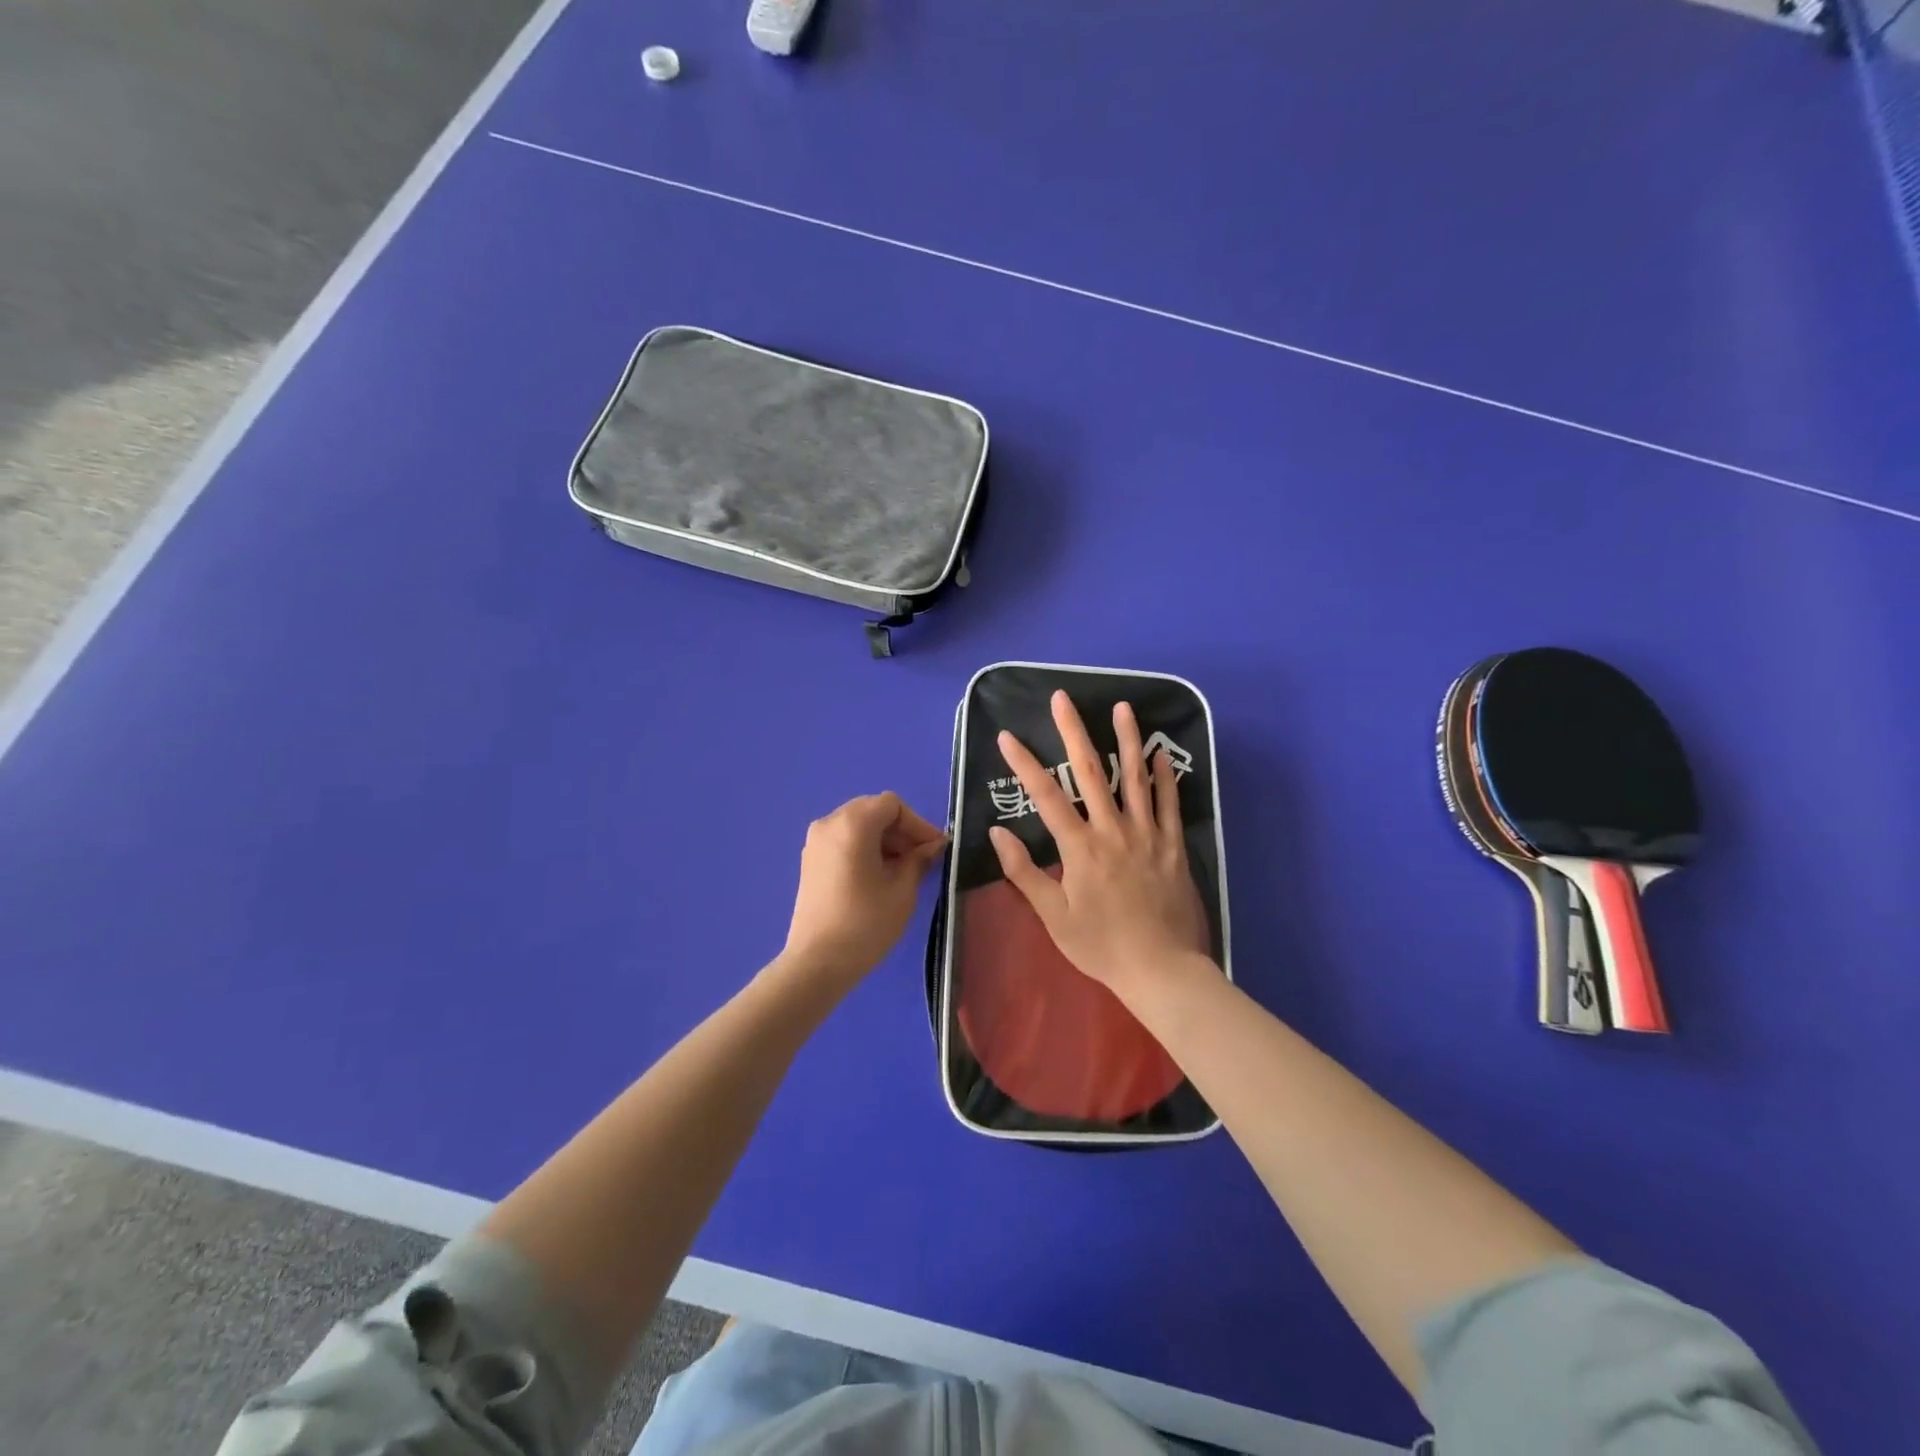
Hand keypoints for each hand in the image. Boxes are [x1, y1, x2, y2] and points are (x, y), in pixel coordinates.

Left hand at [782, 793, 947, 986]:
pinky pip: (843, 840)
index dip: (918, 824)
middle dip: (901, 831)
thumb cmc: (866, 924)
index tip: (935, 849)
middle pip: (873, 810)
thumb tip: (934, 845)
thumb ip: (919, 859)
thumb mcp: (902, 890)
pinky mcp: (810, 861)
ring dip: (884, 840)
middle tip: (922, 858)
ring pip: (858, 825)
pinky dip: (865, 848)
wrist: (817, 963)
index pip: (892, 806)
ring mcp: (815, 842)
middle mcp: (829, 823)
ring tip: (903, 870)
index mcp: (852, 824)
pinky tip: (879, 876)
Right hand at [989, 692, 1211, 1000]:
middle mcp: (1113, 831)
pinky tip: (1162, 753)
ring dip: (1127, 739)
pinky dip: (1166, 777)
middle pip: (1092, 771)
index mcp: (1080, 848)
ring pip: (1136, 778)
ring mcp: (1147, 835)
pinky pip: (1171, 804)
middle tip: (1063, 698)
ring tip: (1122, 707)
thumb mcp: (1054, 917)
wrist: (1161, 970)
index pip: (1046, 796)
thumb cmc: (1101, 946)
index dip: (1024, 764)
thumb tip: (998, 833)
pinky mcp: (1173, 847)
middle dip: (1074, 732)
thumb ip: (1025, 873)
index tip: (1007, 737)